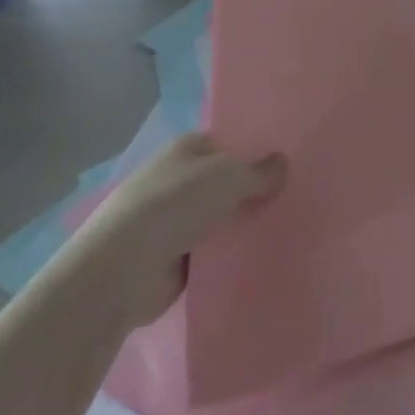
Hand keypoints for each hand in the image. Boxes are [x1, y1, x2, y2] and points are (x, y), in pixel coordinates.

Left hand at [63, 134, 284, 326]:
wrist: (121, 270)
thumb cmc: (174, 206)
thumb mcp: (228, 177)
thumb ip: (259, 172)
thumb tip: (282, 162)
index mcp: (184, 150)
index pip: (225, 143)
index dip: (253, 151)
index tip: (285, 164)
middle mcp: (176, 180)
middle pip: (223, 182)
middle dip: (250, 190)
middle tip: (293, 196)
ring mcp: (171, 221)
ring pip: (218, 217)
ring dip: (240, 224)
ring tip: (284, 226)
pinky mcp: (171, 259)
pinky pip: (210, 251)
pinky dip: (228, 255)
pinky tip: (259, 256)